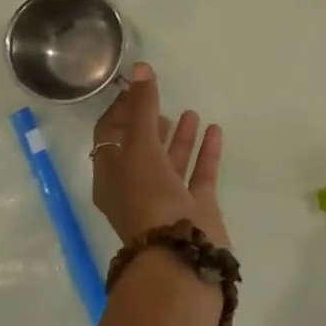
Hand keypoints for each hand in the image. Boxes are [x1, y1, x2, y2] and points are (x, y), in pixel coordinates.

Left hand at [90, 64, 228, 246]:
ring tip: (192, 112)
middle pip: (142, 148)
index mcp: (111, 175)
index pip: (110, 135)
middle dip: (151, 123)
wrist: (180, 257)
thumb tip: (140, 68)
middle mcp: (136, 187)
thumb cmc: (149, 200)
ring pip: (172, 162)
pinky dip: (206, 153)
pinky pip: (200, 174)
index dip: (120, 108)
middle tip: (162, 99)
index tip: (137, 85)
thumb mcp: (140, 149)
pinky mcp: (196, 208)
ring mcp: (168, 199)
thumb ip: (142, 108)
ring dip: (181, 137)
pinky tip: (215, 130)